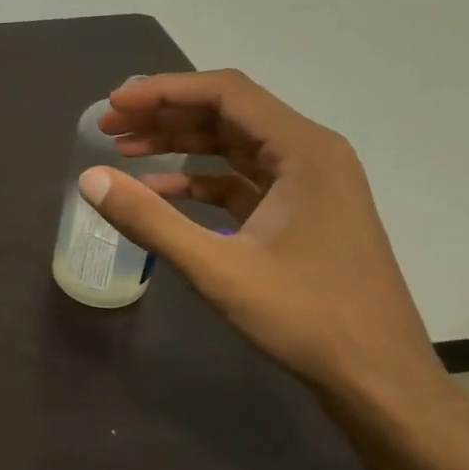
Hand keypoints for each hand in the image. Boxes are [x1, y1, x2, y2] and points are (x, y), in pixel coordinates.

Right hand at [83, 70, 447, 415]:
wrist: (378, 378)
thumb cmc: (307, 318)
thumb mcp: (219, 269)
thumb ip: (150, 220)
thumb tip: (90, 179)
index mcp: (304, 151)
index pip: (226, 94)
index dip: (164, 91)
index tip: (115, 104)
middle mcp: (311, 155)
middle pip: (228, 114)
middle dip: (166, 115)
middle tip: (110, 127)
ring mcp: (308, 186)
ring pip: (234, 146)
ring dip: (180, 145)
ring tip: (125, 151)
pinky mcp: (300, 215)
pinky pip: (241, 181)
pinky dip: (199, 181)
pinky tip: (160, 193)